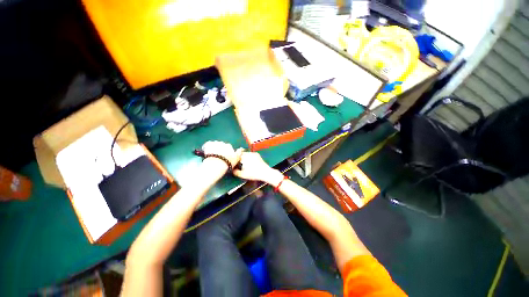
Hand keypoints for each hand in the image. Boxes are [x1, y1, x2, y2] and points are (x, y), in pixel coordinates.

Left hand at [201, 141, 243, 173]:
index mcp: (229, 146)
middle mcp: (222, 143)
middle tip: (218, 157)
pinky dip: (207, 148)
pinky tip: (207, 153)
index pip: (228, 147)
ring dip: (214, 148)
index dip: (226, 152)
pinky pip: (207, 145)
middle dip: (220, 149)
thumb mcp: (236, 159)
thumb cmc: (227, 164)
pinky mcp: (207, 145)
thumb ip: (239, 153)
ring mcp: (214, 143)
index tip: (225, 157)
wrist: (215, 165)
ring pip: (214, 145)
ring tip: (212, 156)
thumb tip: (241, 149)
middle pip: (221, 145)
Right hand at [233, 152, 283, 186]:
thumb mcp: (243, 175)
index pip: (236, 155)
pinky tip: (249, 163)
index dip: (234, 158)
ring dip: (244, 157)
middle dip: (239, 158)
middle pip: (241, 154)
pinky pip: (251, 155)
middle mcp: (249, 153)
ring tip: (244, 163)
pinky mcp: (257, 155)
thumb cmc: (254, 174)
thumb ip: (236, 172)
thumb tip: (232, 170)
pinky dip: (249, 157)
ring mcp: (254, 153)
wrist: (265, 172)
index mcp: (244, 157)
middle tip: (238, 163)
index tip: (234, 162)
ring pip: (246, 154)